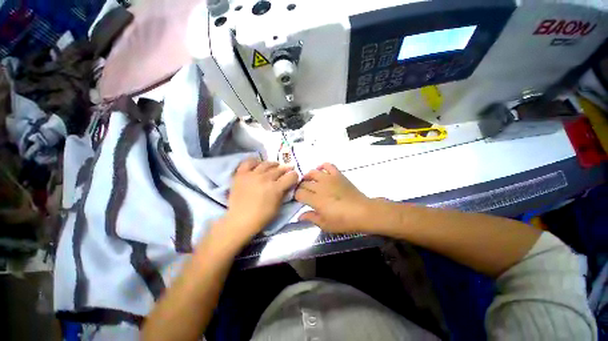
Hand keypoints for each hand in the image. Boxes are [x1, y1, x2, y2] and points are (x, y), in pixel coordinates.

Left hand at [223, 159, 298, 241]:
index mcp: (276, 188)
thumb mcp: (278, 206)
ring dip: (273, 165)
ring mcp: (252, 175)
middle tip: (285, 172)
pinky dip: (255, 162)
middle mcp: (265, 178)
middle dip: (285, 170)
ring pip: (266, 163)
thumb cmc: (262, 216)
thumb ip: (284, 193)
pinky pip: (248, 162)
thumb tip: (288, 184)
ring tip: (274, 167)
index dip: (294, 176)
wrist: (240, 220)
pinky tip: (258, 165)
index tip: (293, 178)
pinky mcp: (241, 174)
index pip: (291, 176)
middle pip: (280, 169)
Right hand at [295, 163, 374, 233]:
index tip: (299, 200)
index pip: (299, 193)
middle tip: (304, 193)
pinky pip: (327, 165)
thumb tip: (299, 216)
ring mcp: (329, 178)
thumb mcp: (325, 225)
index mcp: (316, 200)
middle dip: (301, 188)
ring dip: (308, 176)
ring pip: (312, 172)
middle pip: (304, 183)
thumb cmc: (344, 221)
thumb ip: (311, 218)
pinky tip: (321, 172)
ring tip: (309, 182)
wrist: (363, 212)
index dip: (296, 196)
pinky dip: (322, 166)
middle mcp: (320, 186)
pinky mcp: (338, 175)